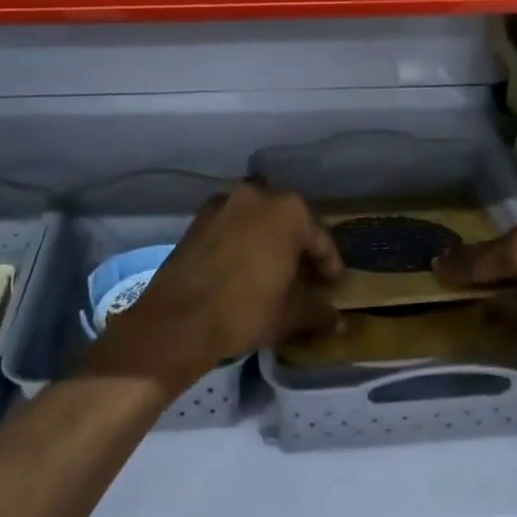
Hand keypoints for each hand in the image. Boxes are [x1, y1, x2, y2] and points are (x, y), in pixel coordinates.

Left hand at [87, 180, 342, 392]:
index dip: (329, 264)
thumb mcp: (290, 314)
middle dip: (296, 242)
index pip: (319, 238)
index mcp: (289, 211)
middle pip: (287, 219)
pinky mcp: (199, 217)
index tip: (331, 284)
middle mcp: (258, 195)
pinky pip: (230, 223)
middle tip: (301, 272)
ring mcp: (224, 202)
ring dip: (265, 234)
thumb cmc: (245, 310)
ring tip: (269, 266)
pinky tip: (239, 264)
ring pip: (256, 216)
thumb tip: (338, 322)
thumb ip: (318, 312)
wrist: (178, 319)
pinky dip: (239, 237)